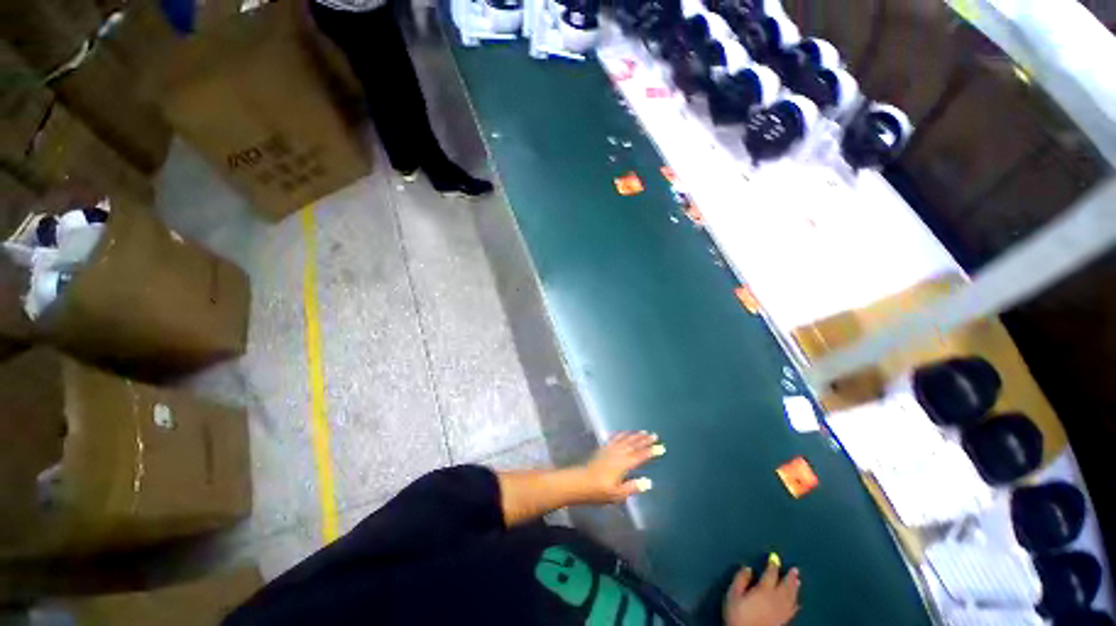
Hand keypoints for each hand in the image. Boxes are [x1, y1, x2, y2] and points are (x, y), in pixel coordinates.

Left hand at [575, 431, 662, 503]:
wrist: (580, 482)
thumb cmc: (599, 491)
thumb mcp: (617, 495)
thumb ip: (632, 487)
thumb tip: (648, 482)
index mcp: (623, 464)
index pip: (639, 456)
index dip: (650, 452)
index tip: (660, 447)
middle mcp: (617, 454)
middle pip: (633, 444)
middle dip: (644, 440)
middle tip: (654, 435)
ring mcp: (609, 449)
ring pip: (625, 439)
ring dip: (635, 435)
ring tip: (643, 432)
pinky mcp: (603, 448)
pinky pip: (614, 438)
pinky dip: (621, 434)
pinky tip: (624, 433)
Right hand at [723, 561, 800, 625]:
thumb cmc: (738, 615)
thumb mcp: (733, 594)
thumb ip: (740, 579)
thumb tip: (747, 568)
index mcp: (763, 590)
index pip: (770, 574)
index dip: (773, 565)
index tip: (774, 558)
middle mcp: (776, 599)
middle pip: (785, 585)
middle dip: (789, 577)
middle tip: (795, 569)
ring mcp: (781, 611)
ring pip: (791, 597)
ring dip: (795, 588)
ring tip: (798, 580)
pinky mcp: (784, 621)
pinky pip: (793, 609)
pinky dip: (796, 602)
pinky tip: (797, 601)